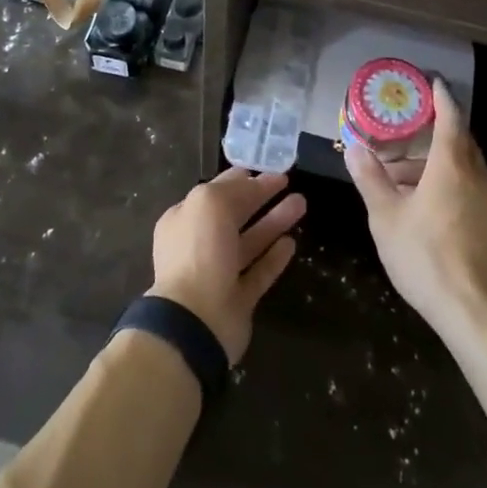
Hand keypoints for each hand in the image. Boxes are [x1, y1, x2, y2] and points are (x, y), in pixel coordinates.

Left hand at [148, 168, 305, 364]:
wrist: (196, 320)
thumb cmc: (199, 251)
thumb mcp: (210, 203)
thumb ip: (232, 189)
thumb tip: (252, 182)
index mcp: (185, 218)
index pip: (216, 191)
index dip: (242, 178)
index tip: (268, 167)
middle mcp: (199, 244)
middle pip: (235, 214)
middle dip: (262, 196)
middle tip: (289, 181)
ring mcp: (218, 273)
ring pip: (251, 241)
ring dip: (274, 221)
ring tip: (301, 203)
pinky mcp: (237, 299)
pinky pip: (259, 272)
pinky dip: (274, 257)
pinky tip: (292, 243)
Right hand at [346, 78, 486, 336]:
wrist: (475, 311)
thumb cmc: (426, 256)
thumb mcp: (386, 216)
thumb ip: (370, 178)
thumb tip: (354, 147)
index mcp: (452, 165)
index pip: (450, 117)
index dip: (440, 98)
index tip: (430, 81)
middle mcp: (476, 175)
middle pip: (459, 140)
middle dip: (435, 128)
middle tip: (406, 123)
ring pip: (463, 165)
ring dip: (436, 159)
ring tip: (402, 167)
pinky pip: (468, 185)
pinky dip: (446, 179)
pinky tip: (421, 198)